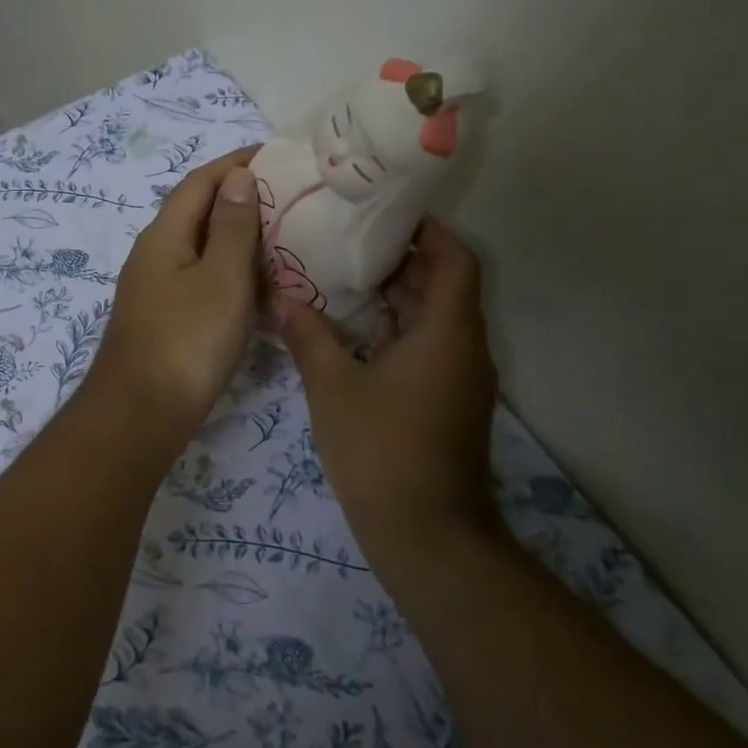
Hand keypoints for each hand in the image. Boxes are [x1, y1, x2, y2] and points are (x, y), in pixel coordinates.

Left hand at [95, 146, 262, 426]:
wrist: (139, 414)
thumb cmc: (186, 342)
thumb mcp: (221, 278)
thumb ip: (233, 227)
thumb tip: (238, 176)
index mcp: (164, 235)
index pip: (200, 181)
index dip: (236, 163)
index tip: (277, 154)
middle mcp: (154, 254)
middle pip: (197, 211)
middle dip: (239, 196)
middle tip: (289, 195)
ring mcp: (155, 288)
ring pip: (200, 246)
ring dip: (236, 234)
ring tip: (282, 233)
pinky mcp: (163, 318)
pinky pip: (200, 277)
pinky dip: (230, 269)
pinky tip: (256, 284)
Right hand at [278, 217, 498, 531]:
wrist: (426, 534)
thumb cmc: (381, 449)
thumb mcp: (333, 387)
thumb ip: (308, 335)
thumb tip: (283, 296)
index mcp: (447, 332)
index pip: (454, 259)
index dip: (427, 231)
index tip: (386, 213)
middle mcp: (464, 348)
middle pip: (444, 285)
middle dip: (402, 260)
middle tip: (350, 240)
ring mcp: (460, 379)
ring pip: (435, 319)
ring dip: (398, 297)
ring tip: (345, 277)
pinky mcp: (448, 404)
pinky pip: (429, 349)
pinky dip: (398, 331)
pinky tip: (353, 332)